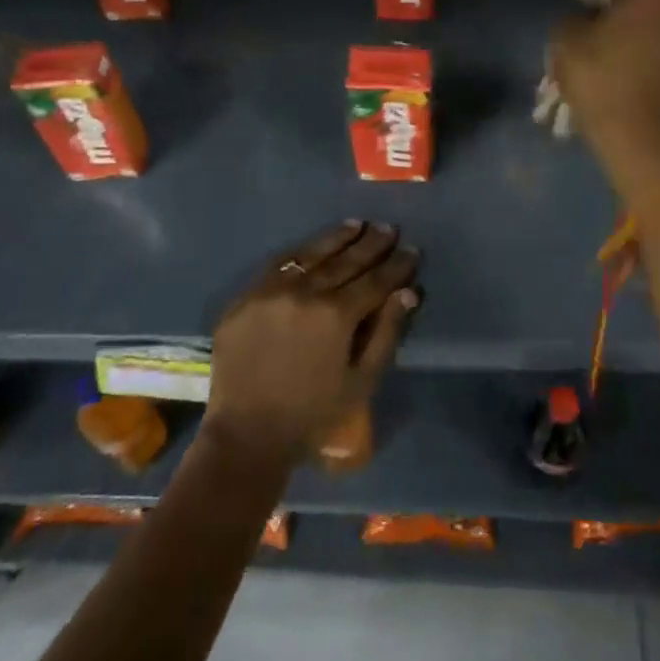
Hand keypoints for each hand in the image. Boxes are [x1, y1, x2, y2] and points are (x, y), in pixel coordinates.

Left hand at [202, 221, 420, 464]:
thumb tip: (408, 292)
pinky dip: (302, 252)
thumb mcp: (361, 381)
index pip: (375, 280)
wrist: (247, 434)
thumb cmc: (313, 414)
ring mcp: (272, 290)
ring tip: (358, 225)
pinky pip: (279, 264)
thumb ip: (386, 333)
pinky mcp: (247, 295)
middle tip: (389, 228)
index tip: (412, 250)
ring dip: (338, 238)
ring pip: (312, 254)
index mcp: (336, 315)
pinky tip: (315, 245)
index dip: (396, 265)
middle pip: (346, 260)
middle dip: (372, 244)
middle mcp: (305, 292)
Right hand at [550, 0, 659, 206]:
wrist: (640, 141)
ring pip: (646, 20)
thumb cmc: (600, 83)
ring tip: (596, 40)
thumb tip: (583, 17)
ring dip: (624, 25)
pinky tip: (614, 64)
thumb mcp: (564, 41)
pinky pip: (653, 45)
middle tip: (584, 8)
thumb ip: (571, 17)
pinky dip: (635, 48)